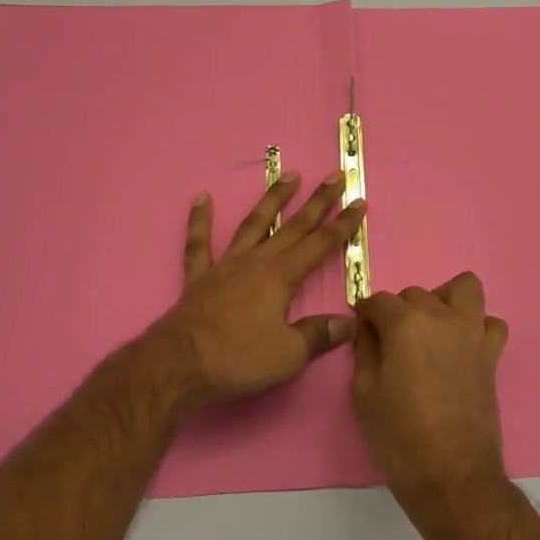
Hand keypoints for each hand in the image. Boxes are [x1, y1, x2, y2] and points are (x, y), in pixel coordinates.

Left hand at [149, 171, 366, 404]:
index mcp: (281, 277)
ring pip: (254, 224)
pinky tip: (202, 197)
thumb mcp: (288, 354)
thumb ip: (318, 335)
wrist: (180, 364)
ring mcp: (226, 265)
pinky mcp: (200, 276)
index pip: (320, 245)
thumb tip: (348, 322)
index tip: (359, 201)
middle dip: (318, 201)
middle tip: (335, 176)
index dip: (343, 224)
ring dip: (273, 199)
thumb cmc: (238, 359)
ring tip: (290, 175)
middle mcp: (257, 261)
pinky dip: (200, 220)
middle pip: (294, 226)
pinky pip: (199, 243)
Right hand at [352, 273, 508, 509]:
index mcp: (405, 323)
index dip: (366, 314)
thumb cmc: (400, 438)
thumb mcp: (365, 394)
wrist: (452, 478)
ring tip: (432, 330)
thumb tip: (367, 328)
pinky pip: (490, 323)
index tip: (363, 329)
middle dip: (399, 312)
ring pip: (462, 289)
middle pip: (415, 294)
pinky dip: (477, 327)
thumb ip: (364, 350)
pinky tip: (462, 347)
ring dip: (444, 301)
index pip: (379, 301)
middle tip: (392, 343)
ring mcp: (471, 332)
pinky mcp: (492, 354)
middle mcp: (441, 317)